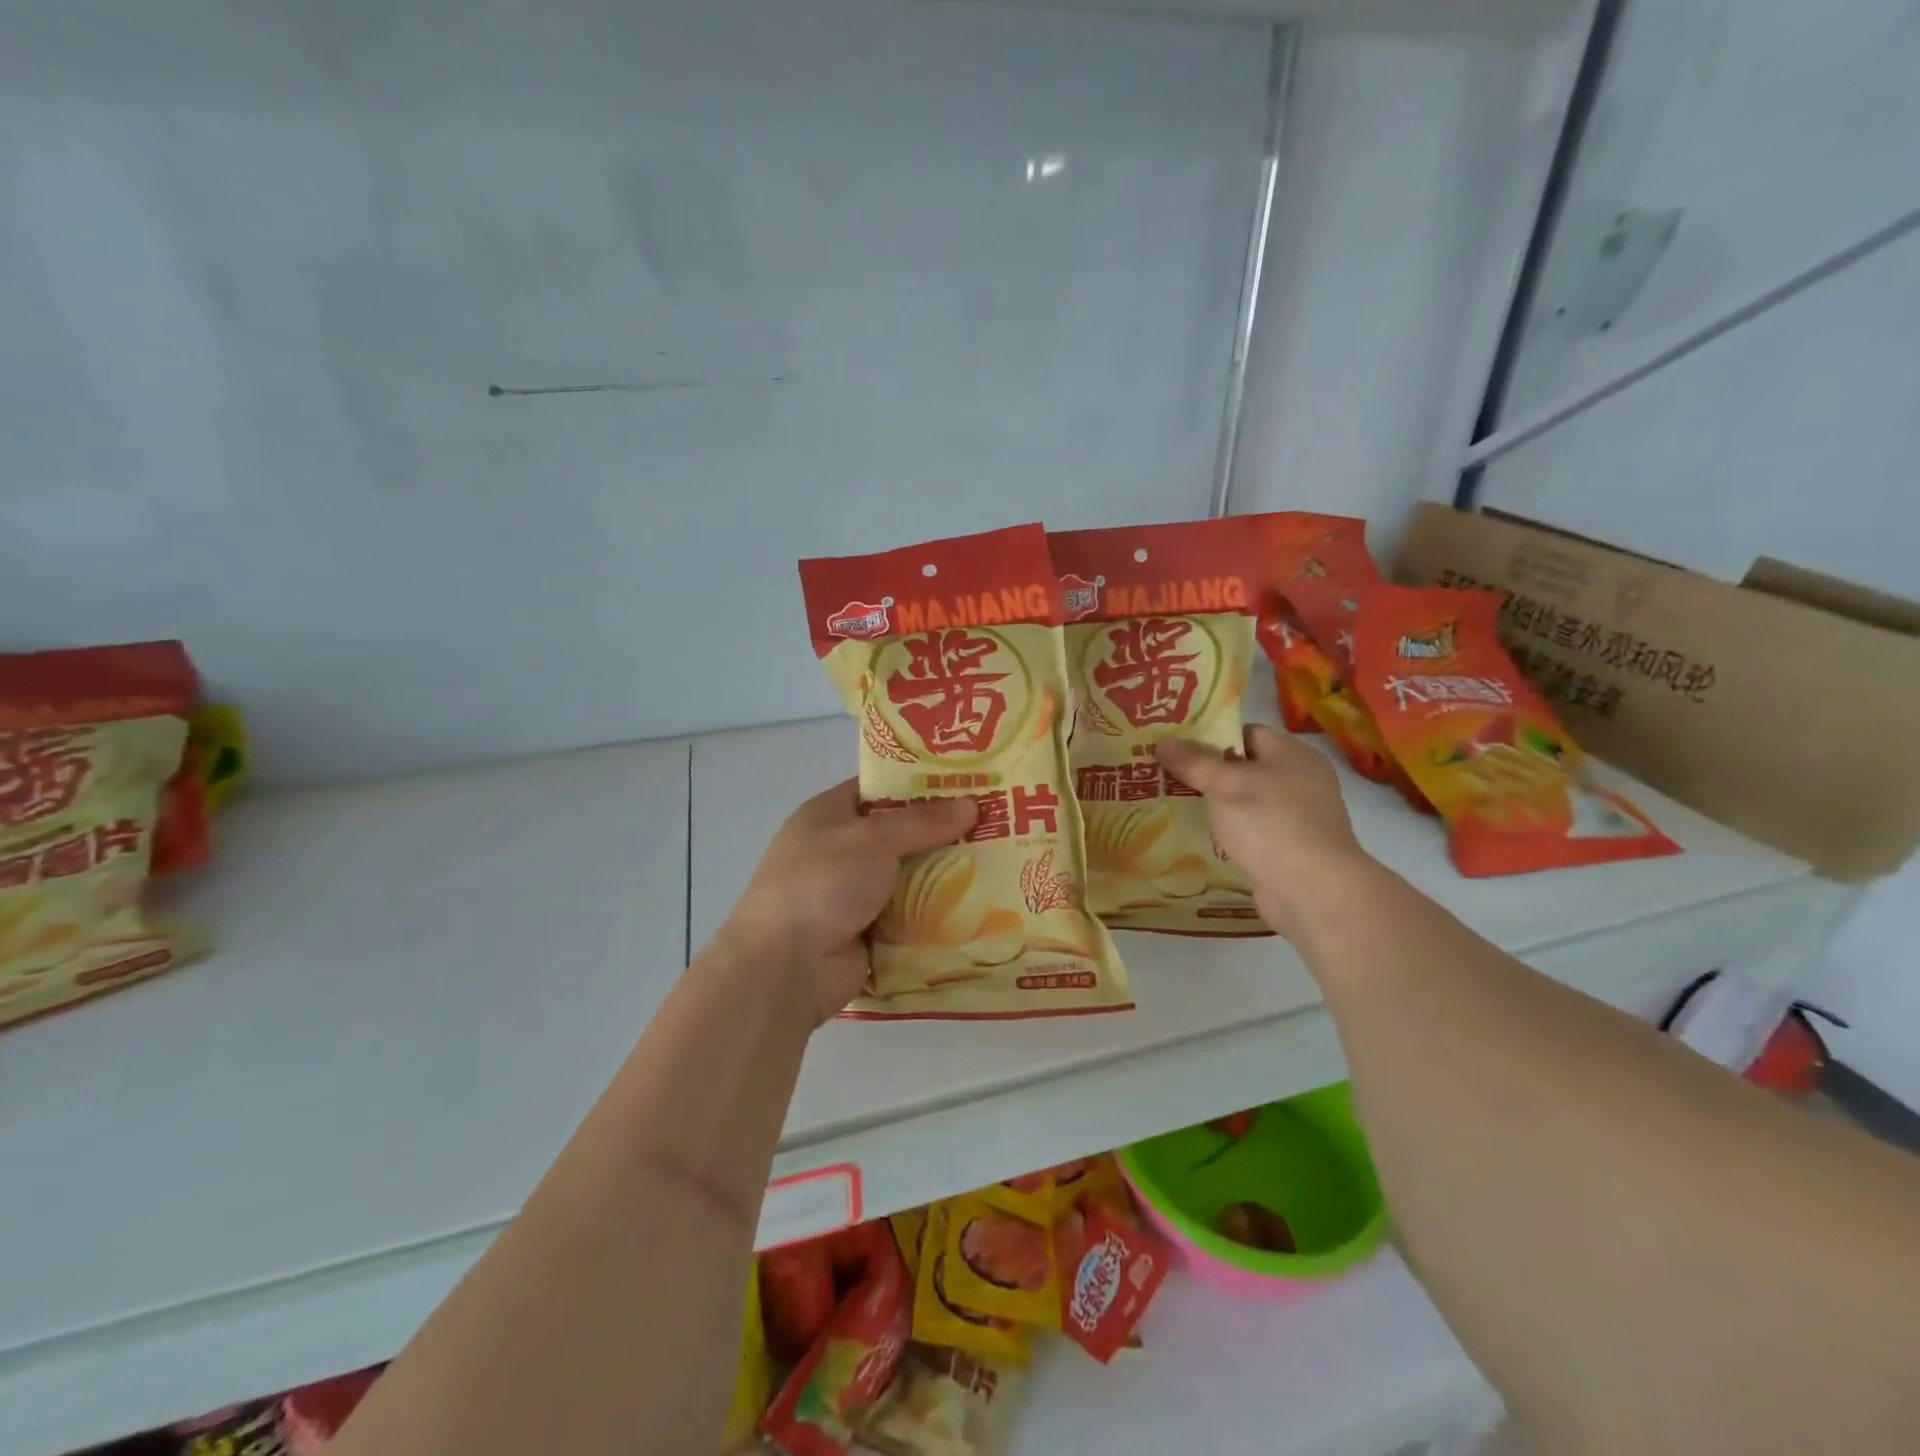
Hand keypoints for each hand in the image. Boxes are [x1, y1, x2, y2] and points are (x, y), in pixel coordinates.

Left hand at [721, 780, 976, 1025]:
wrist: (786, 966)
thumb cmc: (822, 883)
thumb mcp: (872, 839)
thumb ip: (922, 822)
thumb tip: (971, 804)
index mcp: (828, 815)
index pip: (878, 788)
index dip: (919, 783)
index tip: (966, 781)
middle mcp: (840, 851)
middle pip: (899, 834)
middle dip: (942, 832)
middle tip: (996, 823)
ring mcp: (853, 895)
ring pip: (909, 877)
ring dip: (945, 875)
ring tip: (1002, 862)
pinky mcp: (868, 933)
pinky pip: (911, 917)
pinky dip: (937, 914)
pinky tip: (981, 906)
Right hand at [1156, 724, 1374, 936]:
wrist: (1313, 891)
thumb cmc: (1270, 823)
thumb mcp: (1224, 785)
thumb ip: (1193, 762)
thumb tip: (1162, 741)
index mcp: (1292, 754)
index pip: (1246, 733)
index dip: (1210, 736)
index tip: (1176, 746)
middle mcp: (1301, 780)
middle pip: (1245, 767)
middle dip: (1207, 772)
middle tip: (1167, 775)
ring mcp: (1298, 817)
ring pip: (1246, 801)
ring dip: (1216, 805)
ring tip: (1174, 805)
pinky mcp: (1290, 849)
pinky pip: (1252, 830)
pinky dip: (1229, 832)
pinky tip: (1201, 837)